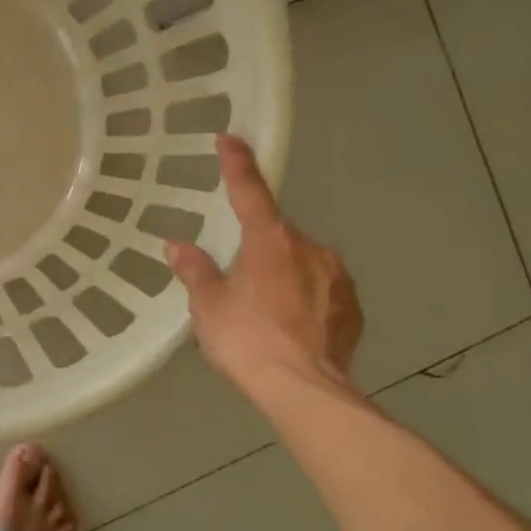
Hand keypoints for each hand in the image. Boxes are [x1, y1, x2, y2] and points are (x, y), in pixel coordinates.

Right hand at [164, 134, 362, 398]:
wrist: (306, 391)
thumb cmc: (248, 341)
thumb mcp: (209, 306)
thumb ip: (195, 271)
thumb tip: (177, 245)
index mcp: (270, 241)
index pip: (250, 192)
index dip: (237, 164)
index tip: (230, 139)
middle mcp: (309, 248)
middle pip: (276, 236)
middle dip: (257, 249)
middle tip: (237, 282)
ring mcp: (338, 277)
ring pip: (302, 263)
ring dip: (283, 275)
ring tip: (265, 312)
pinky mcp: (353, 307)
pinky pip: (322, 291)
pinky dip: (305, 300)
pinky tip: (292, 327)